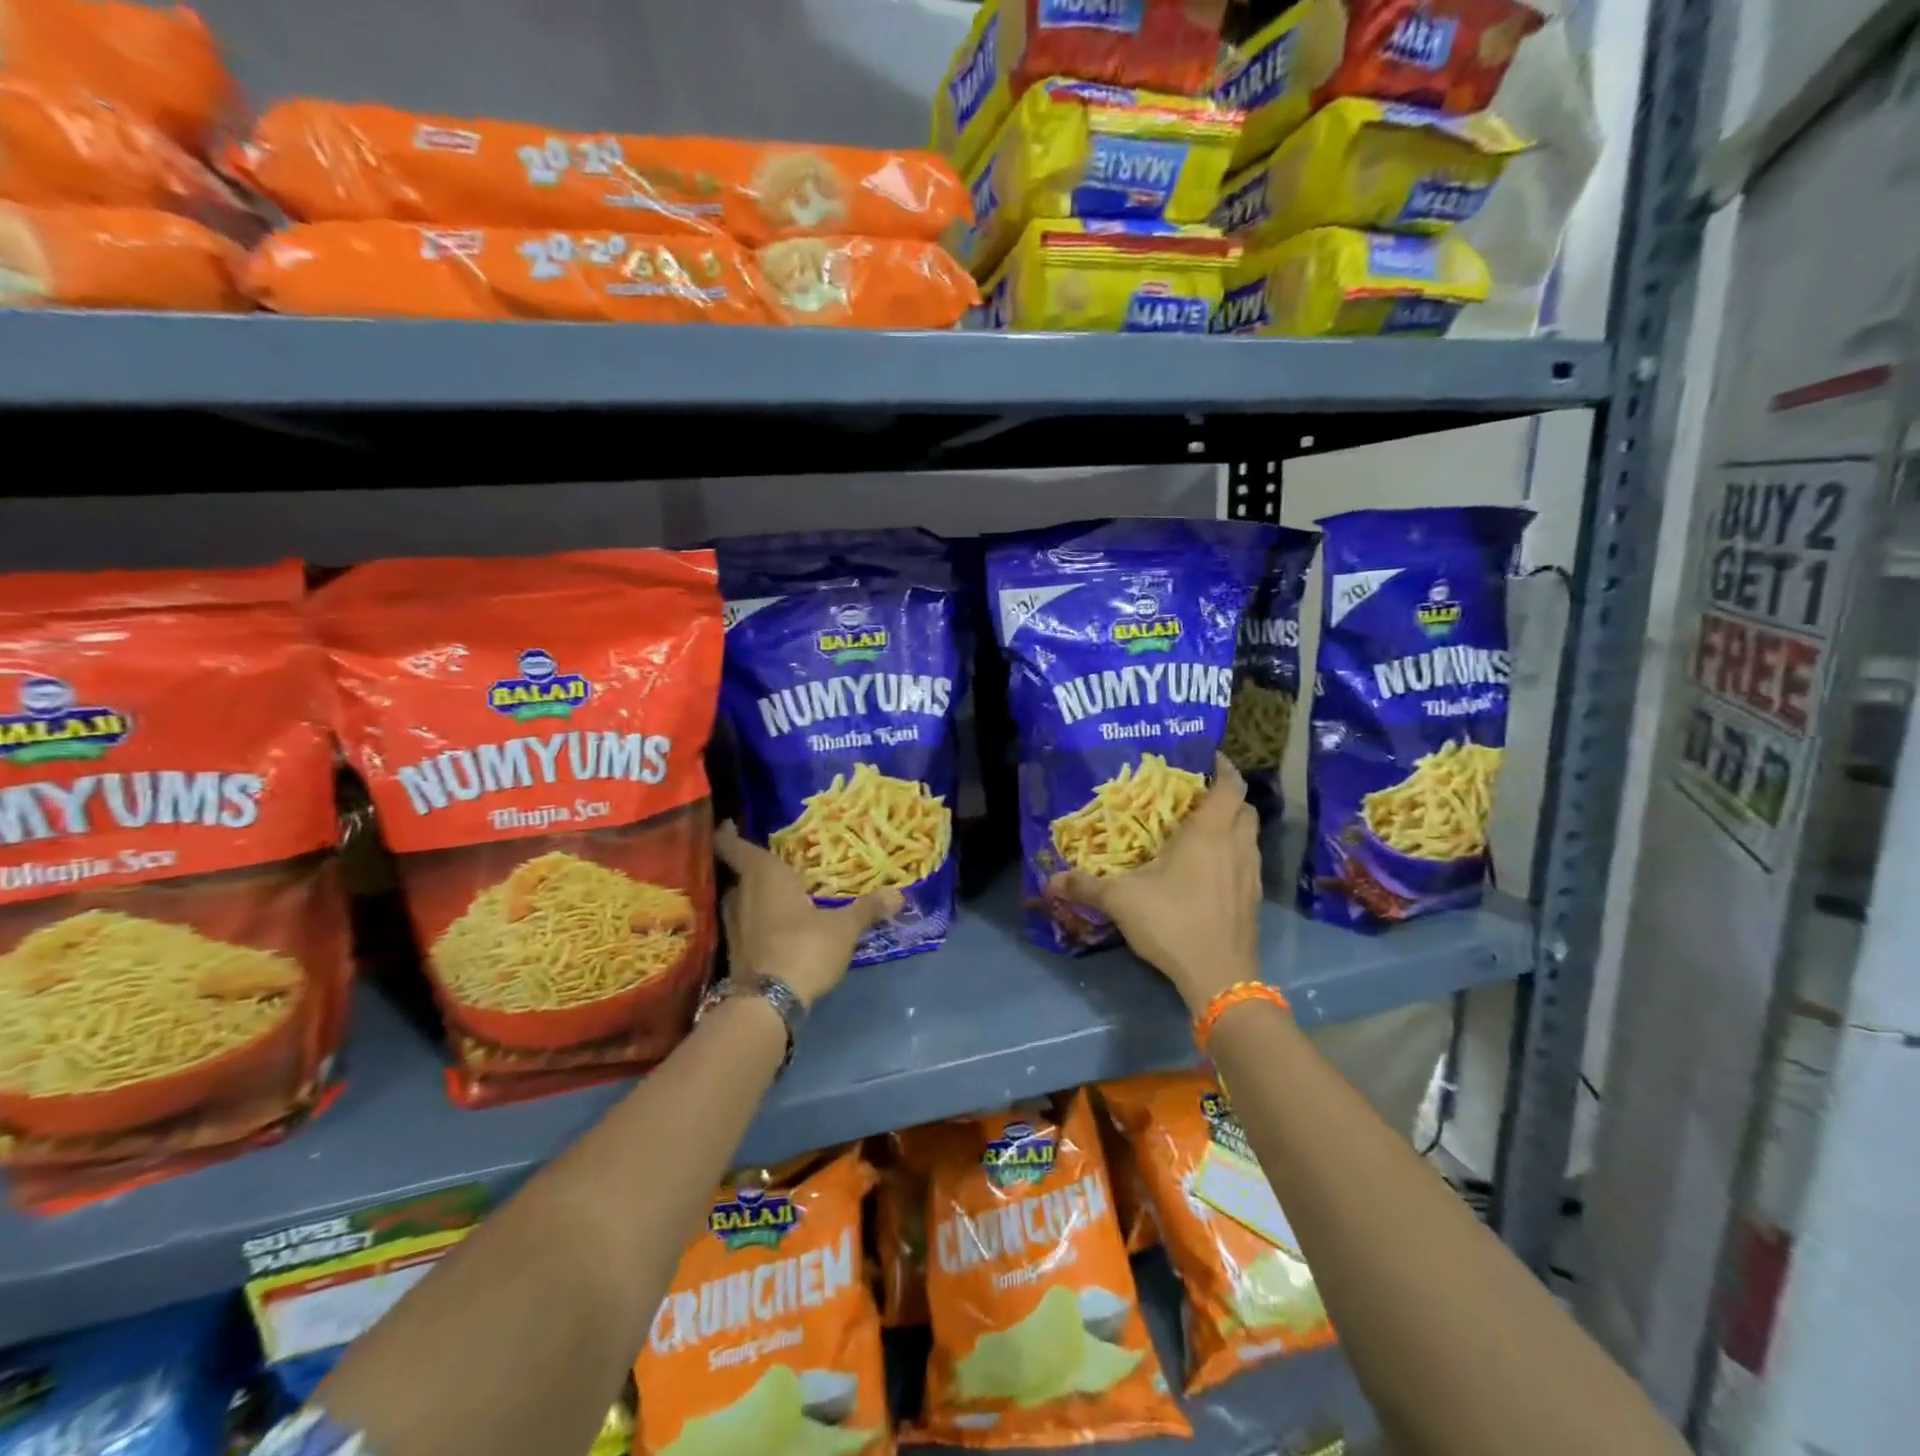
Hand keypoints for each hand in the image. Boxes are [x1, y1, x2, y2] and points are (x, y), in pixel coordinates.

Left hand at [714, 822, 902, 1008]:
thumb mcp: (843, 928)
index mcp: (763, 876)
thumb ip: (867, 909)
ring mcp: (733, 926)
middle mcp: (741, 895)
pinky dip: (756, 920)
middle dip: (753, 867)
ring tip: (778, 891)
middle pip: (738, 873)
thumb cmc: (805, 948)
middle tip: (777, 861)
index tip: (730, 823)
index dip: (728, 833)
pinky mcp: (734, 952)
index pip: (733, 846)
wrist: (769, 1003)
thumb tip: (898, 894)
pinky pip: (744, 924)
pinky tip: (775, 924)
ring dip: (754, 895)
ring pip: (740, 900)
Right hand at [1048, 754, 1262, 1012]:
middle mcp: (1237, 846)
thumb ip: (1086, 886)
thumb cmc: (1172, 921)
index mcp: (1209, 833)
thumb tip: (1049, 881)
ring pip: (1250, 837)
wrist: (1219, 976)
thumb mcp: (1121, 900)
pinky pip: (1247, 863)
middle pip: (1245, 809)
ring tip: (1201, 832)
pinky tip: (1208, 872)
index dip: (1224, 768)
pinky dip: (1233, 856)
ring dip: (1232, 827)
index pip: (1230, 786)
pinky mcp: (1253, 900)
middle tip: (1197, 798)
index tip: (1209, 759)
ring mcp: (1250, 874)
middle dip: (1227, 797)